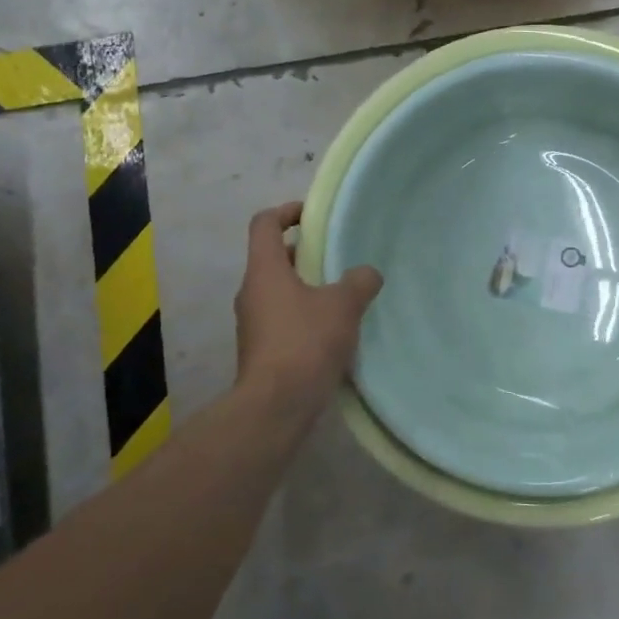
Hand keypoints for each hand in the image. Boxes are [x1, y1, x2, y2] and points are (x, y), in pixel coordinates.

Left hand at [233, 202, 381, 422]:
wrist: (276, 406)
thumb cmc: (305, 342)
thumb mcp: (343, 305)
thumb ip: (359, 281)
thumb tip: (367, 274)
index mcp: (264, 270)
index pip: (264, 224)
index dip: (287, 212)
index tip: (313, 216)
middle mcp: (251, 292)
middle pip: (272, 257)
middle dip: (303, 253)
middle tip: (336, 257)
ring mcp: (252, 323)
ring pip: (278, 290)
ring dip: (305, 287)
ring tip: (341, 295)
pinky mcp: (260, 350)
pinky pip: (282, 319)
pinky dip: (304, 315)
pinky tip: (333, 331)